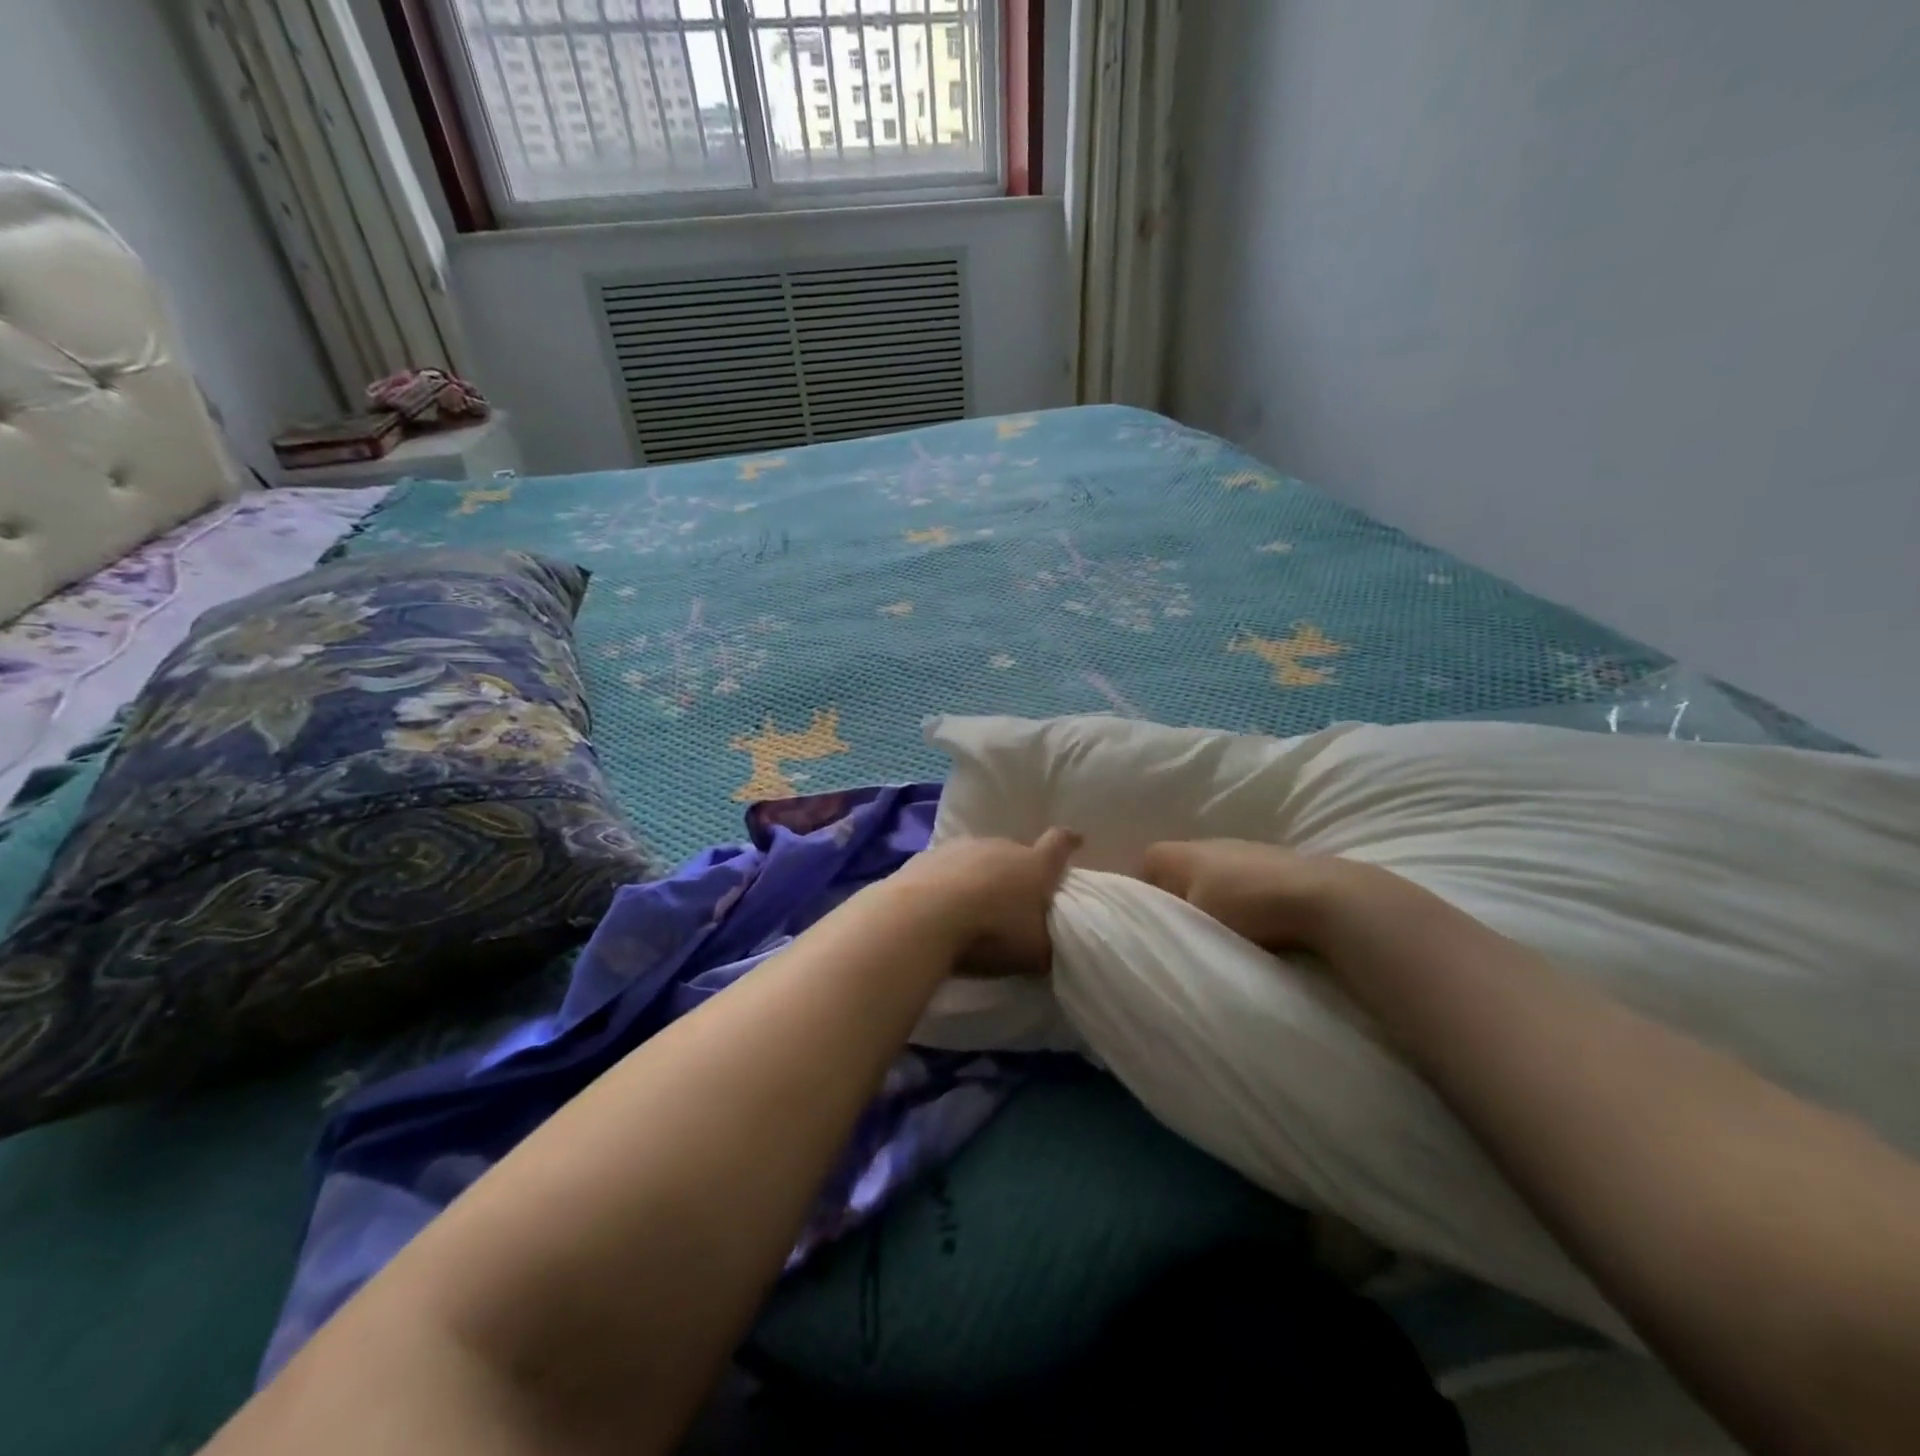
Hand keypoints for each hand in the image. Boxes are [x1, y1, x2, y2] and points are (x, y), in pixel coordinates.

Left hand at [887, 828, 1082, 977]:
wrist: (924, 916)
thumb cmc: (991, 933)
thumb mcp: (1033, 953)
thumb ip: (1046, 947)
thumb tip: (1048, 949)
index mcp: (1034, 865)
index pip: (1059, 845)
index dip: (1068, 842)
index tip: (1076, 840)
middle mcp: (1001, 846)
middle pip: (1015, 852)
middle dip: (1016, 871)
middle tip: (1013, 897)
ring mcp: (961, 847)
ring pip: (978, 857)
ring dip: (980, 875)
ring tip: (973, 904)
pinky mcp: (927, 855)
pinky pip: (945, 867)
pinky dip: (947, 881)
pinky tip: (940, 906)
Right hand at [1139, 839, 1396, 955]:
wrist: (1324, 898)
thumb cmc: (1245, 906)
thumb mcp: (1194, 922)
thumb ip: (1167, 926)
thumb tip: (1151, 936)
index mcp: (1183, 853)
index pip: (1147, 862)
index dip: (1141, 888)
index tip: (1145, 918)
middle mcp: (1212, 843)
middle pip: (1182, 866)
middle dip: (1178, 893)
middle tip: (1181, 928)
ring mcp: (1250, 850)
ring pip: (1216, 872)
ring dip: (1215, 897)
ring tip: (1220, 931)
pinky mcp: (1281, 864)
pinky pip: (1247, 880)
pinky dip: (1245, 899)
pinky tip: (1255, 925)